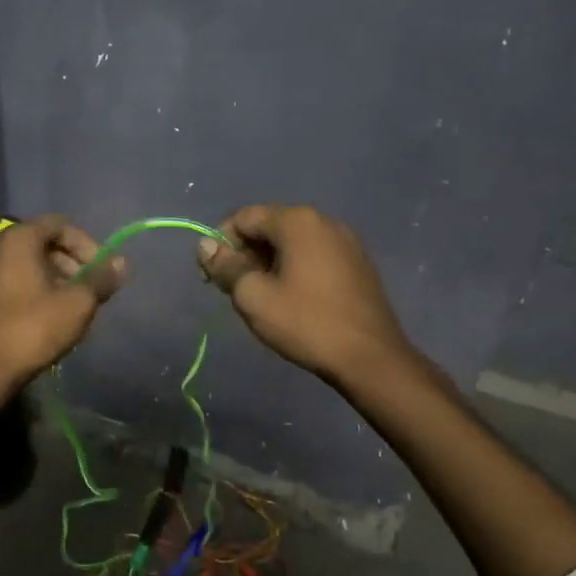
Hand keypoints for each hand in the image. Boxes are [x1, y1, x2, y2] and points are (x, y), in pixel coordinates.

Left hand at [0, 215, 123, 387]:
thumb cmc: (32, 329)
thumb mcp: (77, 304)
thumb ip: (101, 279)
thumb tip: (121, 262)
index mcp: (18, 239)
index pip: (60, 224)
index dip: (86, 244)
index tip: (100, 270)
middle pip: (43, 243)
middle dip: (71, 262)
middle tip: (89, 290)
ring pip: (28, 264)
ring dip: (55, 278)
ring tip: (72, 307)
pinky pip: (13, 281)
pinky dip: (35, 290)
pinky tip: (48, 318)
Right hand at [197, 204, 412, 382]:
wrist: (371, 358)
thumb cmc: (306, 323)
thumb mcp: (254, 297)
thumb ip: (225, 267)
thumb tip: (205, 245)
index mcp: (297, 221)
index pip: (244, 217)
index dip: (222, 243)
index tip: (215, 276)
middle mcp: (323, 221)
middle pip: (269, 226)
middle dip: (246, 253)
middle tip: (236, 290)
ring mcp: (346, 241)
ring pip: (292, 242)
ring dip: (269, 262)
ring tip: (263, 297)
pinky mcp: (358, 263)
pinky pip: (314, 254)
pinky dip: (294, 268)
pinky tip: (293, 299)